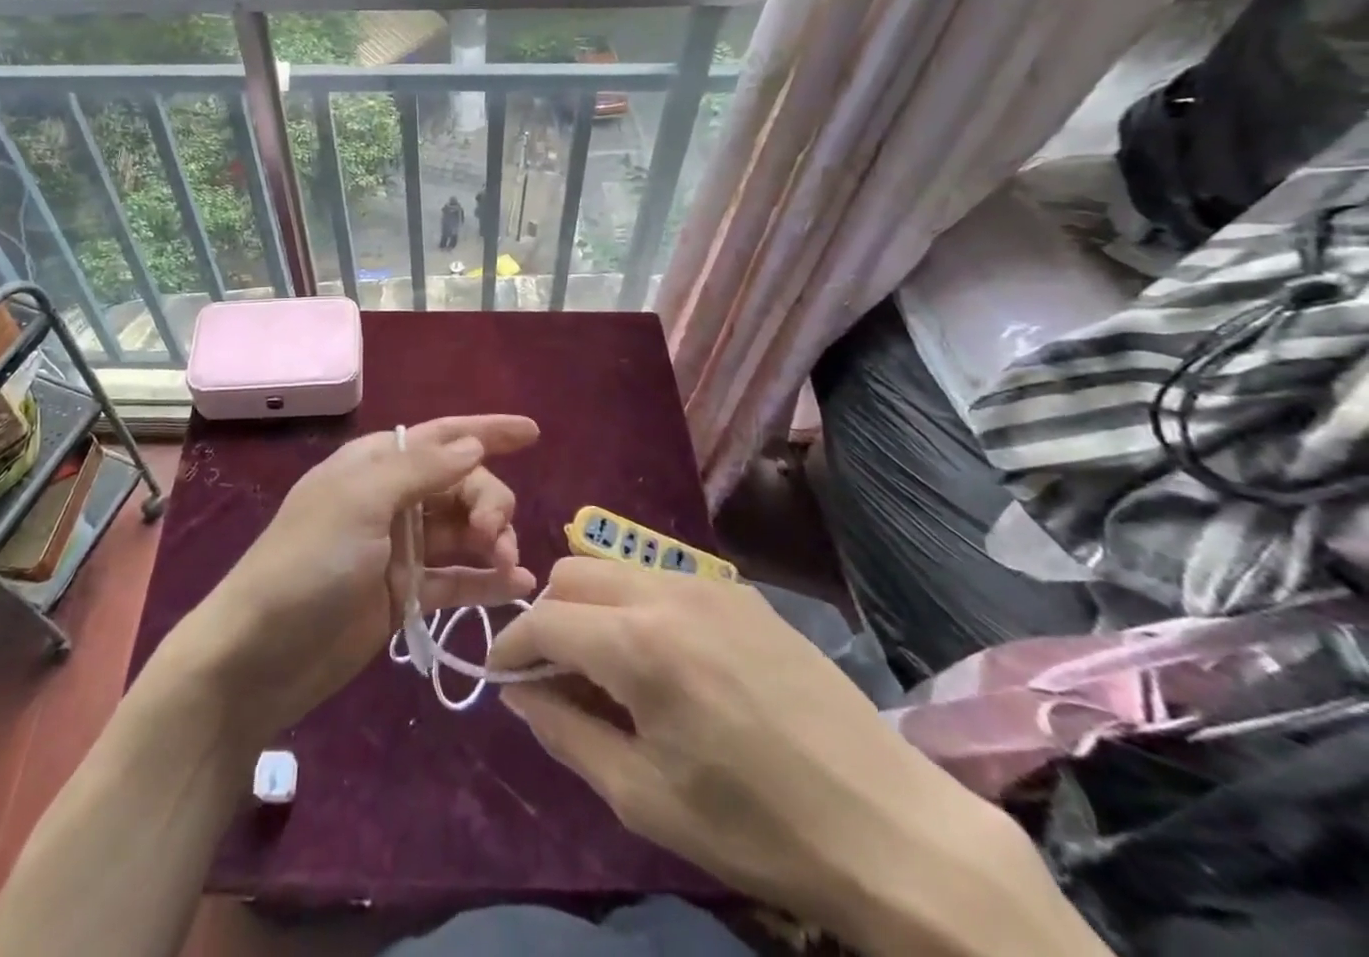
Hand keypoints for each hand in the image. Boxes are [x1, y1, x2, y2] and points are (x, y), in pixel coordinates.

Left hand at [155, 415, 540, 750]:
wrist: (257, 656)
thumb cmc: (307, 562)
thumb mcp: (361, 502)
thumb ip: (422, 470)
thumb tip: (473, 445)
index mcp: (376, 465)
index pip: (442, 437)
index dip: (487, 431)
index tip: (533, 432)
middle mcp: (391, 500)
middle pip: (461, 486)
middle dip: (489, 500)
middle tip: (495, 534)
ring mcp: (398, 550)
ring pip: (463, 532)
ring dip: (493, 541)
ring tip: (508, 564)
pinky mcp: (403, 596)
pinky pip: (455, 580)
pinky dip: (485, 581)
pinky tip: (517, 586)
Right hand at [490, 559, 1051, 952]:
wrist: (889, 825)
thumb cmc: (757, 827)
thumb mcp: (644, 796)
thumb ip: (566, 731)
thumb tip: (519, 691)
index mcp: (639, 645)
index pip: (544, 619)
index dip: (510, 645)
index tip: (501, 676)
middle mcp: (665, 592)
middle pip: (571, 574)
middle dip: (546, 616)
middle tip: (554, 672)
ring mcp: (707, 582)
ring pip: (613, 564)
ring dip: (588, 602)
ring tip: (603, 661)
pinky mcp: (740, 590)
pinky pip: (660, 575)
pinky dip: (634, 600)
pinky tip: (660, 653)